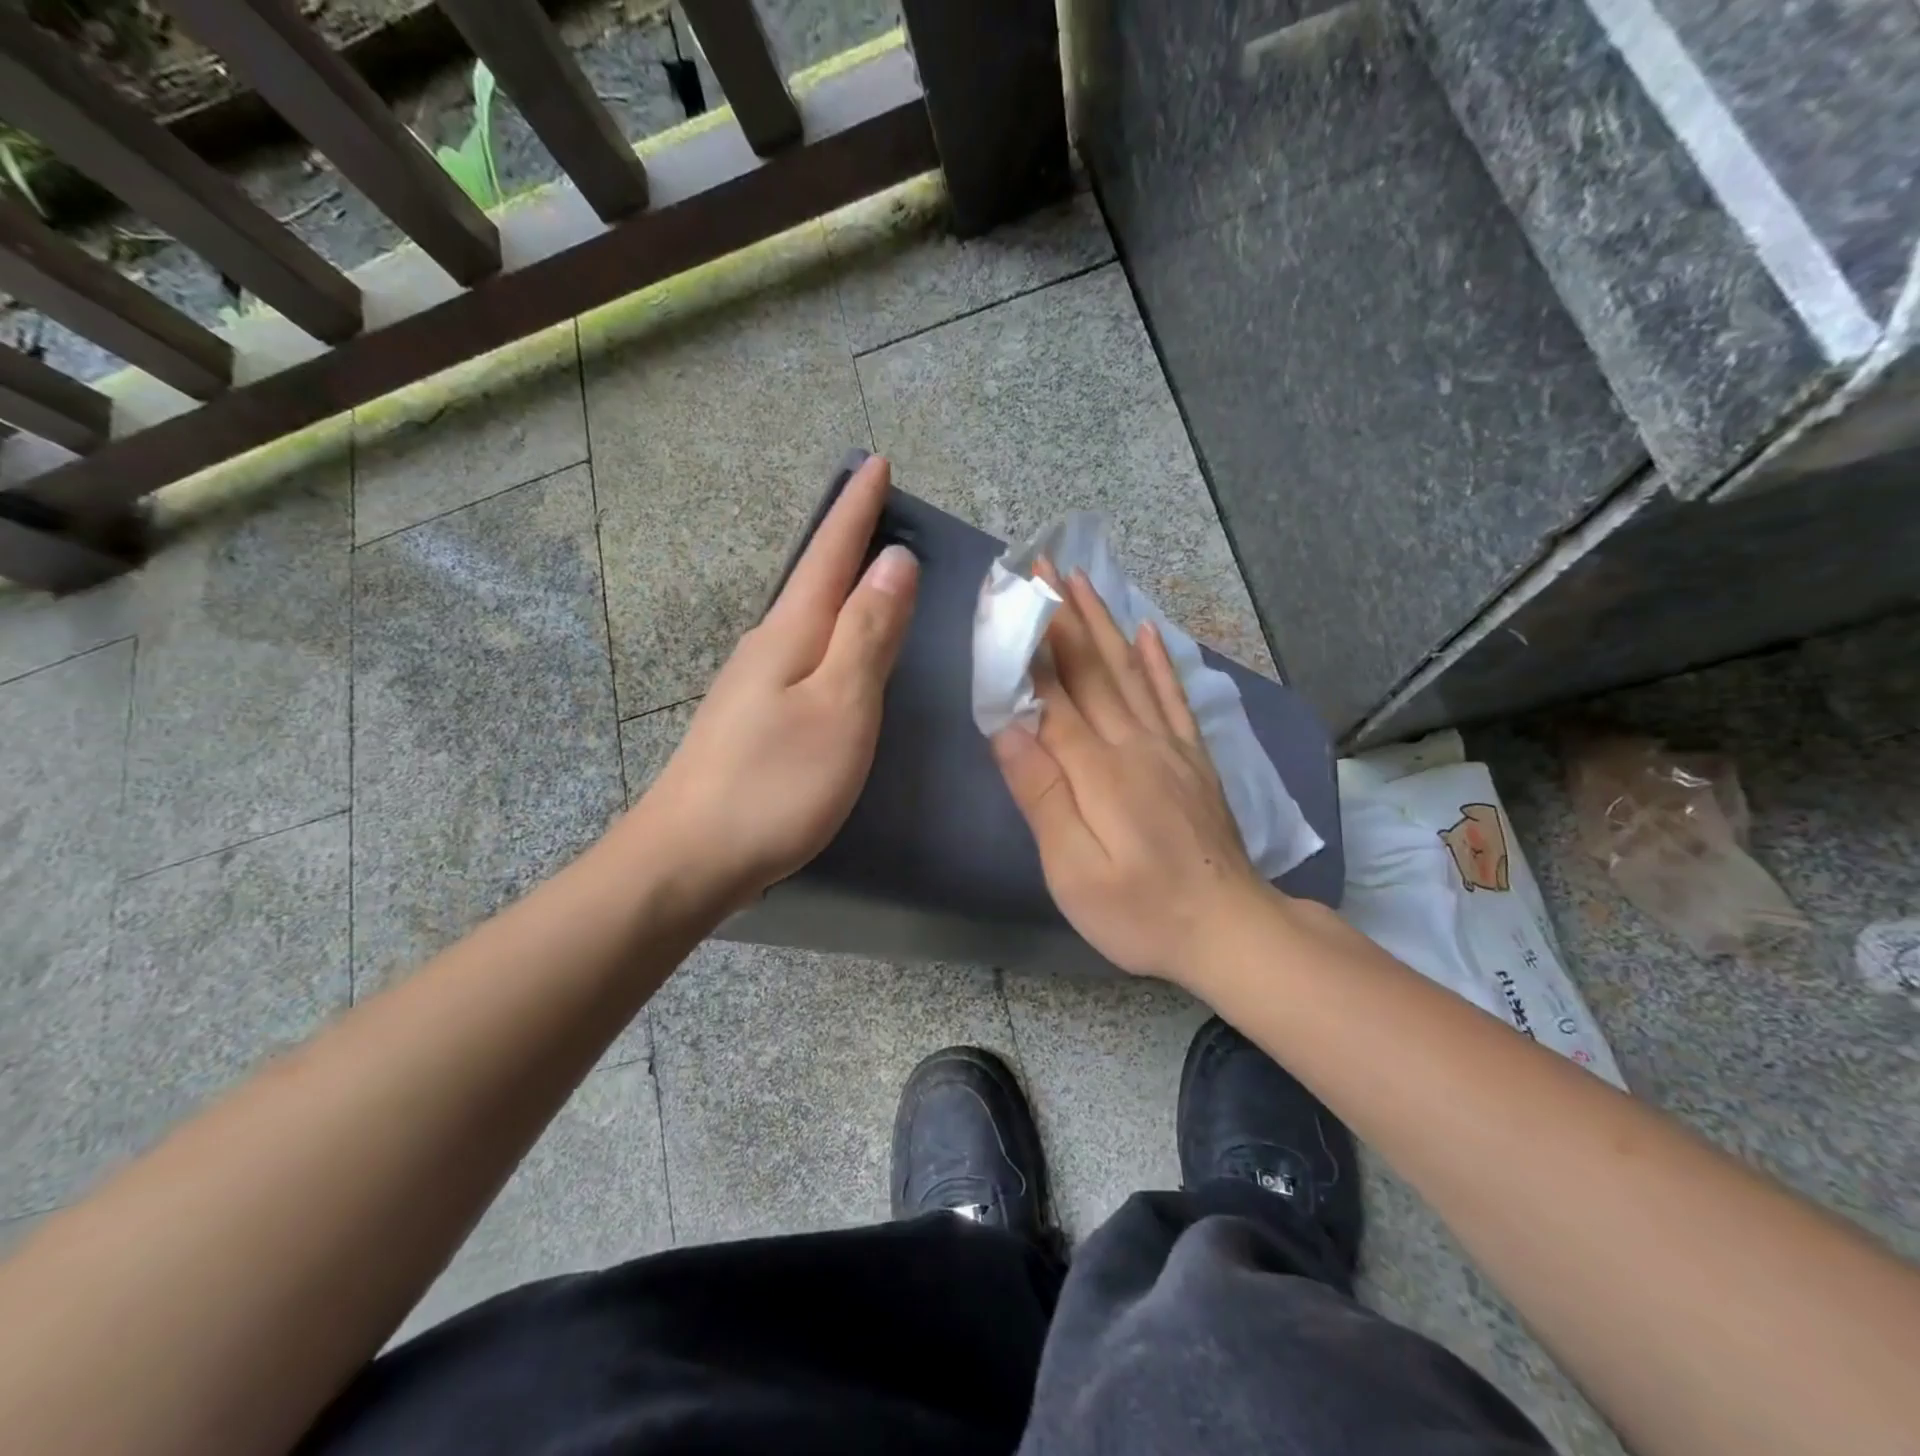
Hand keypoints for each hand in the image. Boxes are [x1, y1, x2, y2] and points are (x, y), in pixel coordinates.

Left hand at [636, 456, 918, 907]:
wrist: (690, 858)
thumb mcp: (839, 705)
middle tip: (879, 509)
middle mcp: (766, 646)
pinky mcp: (752, 719)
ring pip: (805, 617)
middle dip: (847, 539)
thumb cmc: (776, 784)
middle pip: (813, 579)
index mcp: (790, 633)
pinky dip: (826, 632)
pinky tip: (834, 649)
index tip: (875, 462)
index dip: (856, 509)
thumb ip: (867, 633)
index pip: (830, 554)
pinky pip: (800, 653)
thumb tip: (892, 561)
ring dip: (837, 587)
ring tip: (868, 572)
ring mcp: (753, 685)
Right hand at [991, 570, 1268, 982]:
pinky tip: (1148, 632)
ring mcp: (1169, 748)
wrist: (1230, 930)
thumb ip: (1042, 797)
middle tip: (1040, 565)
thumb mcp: (1074, 871)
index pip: (1052, 694)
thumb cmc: (1140, 911)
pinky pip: (1174, 698)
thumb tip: (1007, 729)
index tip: (1008, 599)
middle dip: (1060, 615)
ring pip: (1129, 670)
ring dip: (1102, 622)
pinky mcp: (1194, 760)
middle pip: (1090, 669)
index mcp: (1098, 769)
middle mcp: (1134, 744)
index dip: (1027, 645)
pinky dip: (1159, 662)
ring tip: (1082, 579)